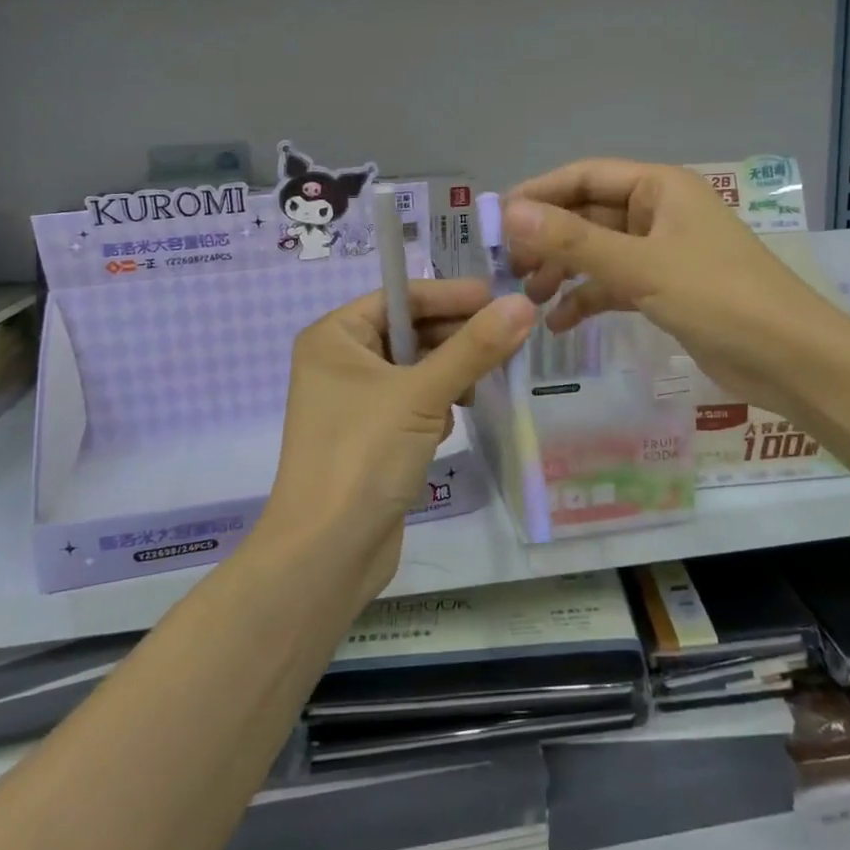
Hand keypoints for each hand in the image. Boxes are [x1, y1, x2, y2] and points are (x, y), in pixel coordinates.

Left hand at [261, 279, 535, 602]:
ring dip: (450, 375)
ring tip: (481, 388)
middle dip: (456, 339)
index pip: (401, 297)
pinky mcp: (370, 436)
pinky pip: (412, 403)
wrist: (326, 553)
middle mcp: (339, 362)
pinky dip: (436, 407)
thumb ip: (474, 348)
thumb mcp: (423, 395)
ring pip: (416, 369)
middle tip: (508, 342)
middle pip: (411, 331)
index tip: (500, 299)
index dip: (451, 296)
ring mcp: (353, 402)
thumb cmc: (364, 456)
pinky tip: (451, 425)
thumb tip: (523, 304)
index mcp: (335, 337)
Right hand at [505, 160, 837, 417]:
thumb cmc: (719, 298)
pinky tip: (560, 324)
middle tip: (507, 269)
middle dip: (548, 240)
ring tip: (528, 299)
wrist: (792, 360)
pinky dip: (588, 299)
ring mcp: (664, 252)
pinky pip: (616, 284)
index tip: (495, 222)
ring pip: (599, 252)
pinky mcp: (667, 290)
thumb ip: (573, 241)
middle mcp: (659, 212)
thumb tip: (511, 213)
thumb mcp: (641, 267)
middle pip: (589, 215)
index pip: (584, 176)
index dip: (539, 194)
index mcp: (659, 188)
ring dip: (564, 272)